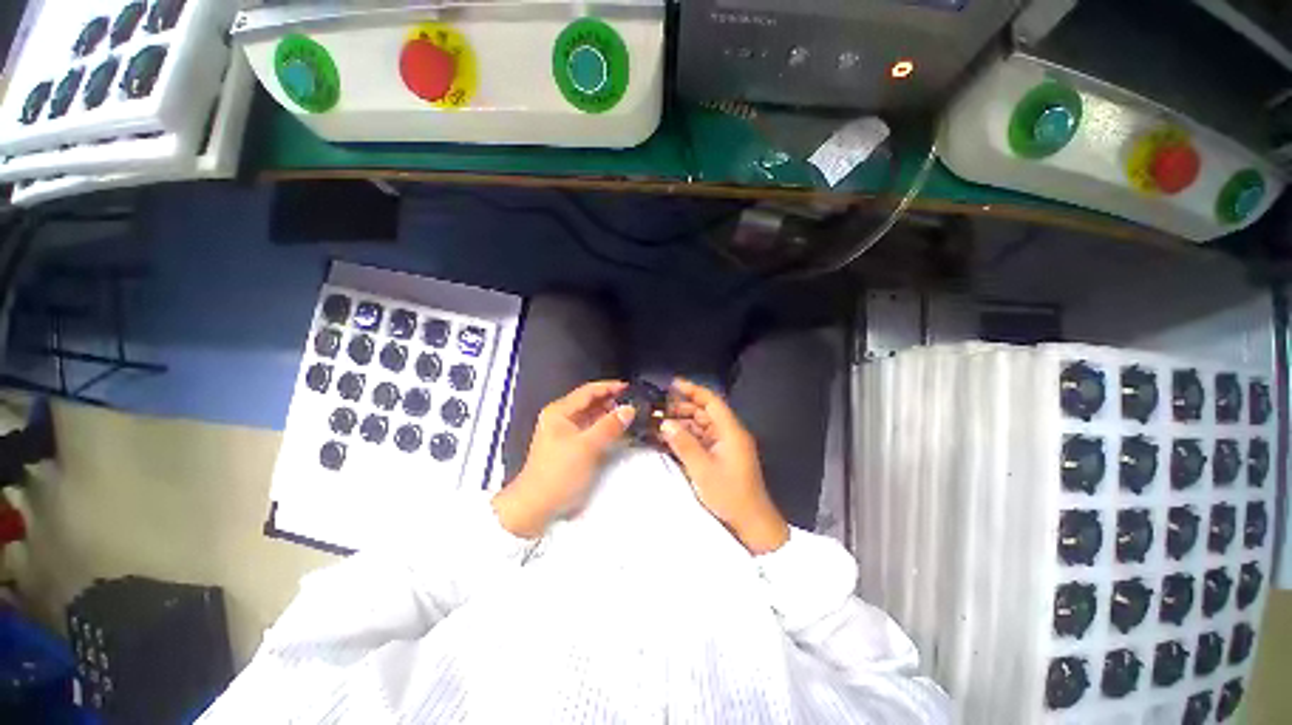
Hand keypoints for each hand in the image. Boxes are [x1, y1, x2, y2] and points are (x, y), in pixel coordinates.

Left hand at [493, 381, 634, 537]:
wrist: (537, 507)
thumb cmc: (559, 472)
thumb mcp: (587, 446)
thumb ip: (610, 426)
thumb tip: (630, 409)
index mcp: (560, 412)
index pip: (589, 391)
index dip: (610, 387)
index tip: (631, 388)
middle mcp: (563, 418)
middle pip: (591, 403)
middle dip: (613, 401)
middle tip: (636, 403)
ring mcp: (567, 433)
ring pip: (593, 417)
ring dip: (611, 416)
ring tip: (634, 415)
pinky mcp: (573, 448)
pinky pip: (593, 431)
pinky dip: (607, 429)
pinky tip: (622, 432)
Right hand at [661, 379, 788, 554]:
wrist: (751, 524)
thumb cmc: (730, 495)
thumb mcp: (703, 470)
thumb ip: (683, 444)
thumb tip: (665, 423)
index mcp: (730, 431)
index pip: (711, 401)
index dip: (692, 390)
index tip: (672, 384)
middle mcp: (729, 434)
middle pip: (704, 412)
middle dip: (682, 408)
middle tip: (658, 408)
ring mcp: (725, 446)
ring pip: (701, 426)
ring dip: (682, 423)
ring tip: (659, 422)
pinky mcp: (721, 457)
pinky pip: (701, 440)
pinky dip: (686, 437)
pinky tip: (669, 438)